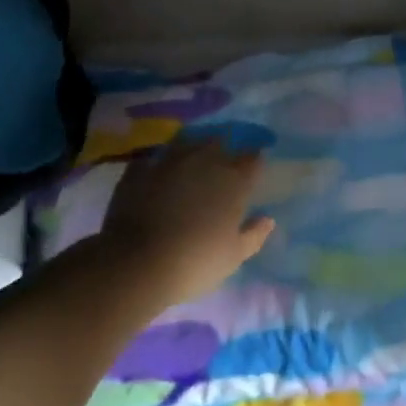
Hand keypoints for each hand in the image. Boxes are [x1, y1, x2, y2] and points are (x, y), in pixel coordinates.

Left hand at [99, 137, 275, 301]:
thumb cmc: (196, 262)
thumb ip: (254, 235)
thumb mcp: (233, 256)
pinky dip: (158, 163)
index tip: (253, 169)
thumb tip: (267, 219)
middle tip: (222, 164)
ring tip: (191, 161)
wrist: (137, 263)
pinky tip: (156, 173)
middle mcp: (204, 161)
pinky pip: (152, 159)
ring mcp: (168, 161)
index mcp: (234, 181)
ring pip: (186, 143)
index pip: (252, 160)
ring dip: (192, 149)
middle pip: (219, 143)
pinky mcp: (138, 170)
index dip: (254, 163)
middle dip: (223, 150)